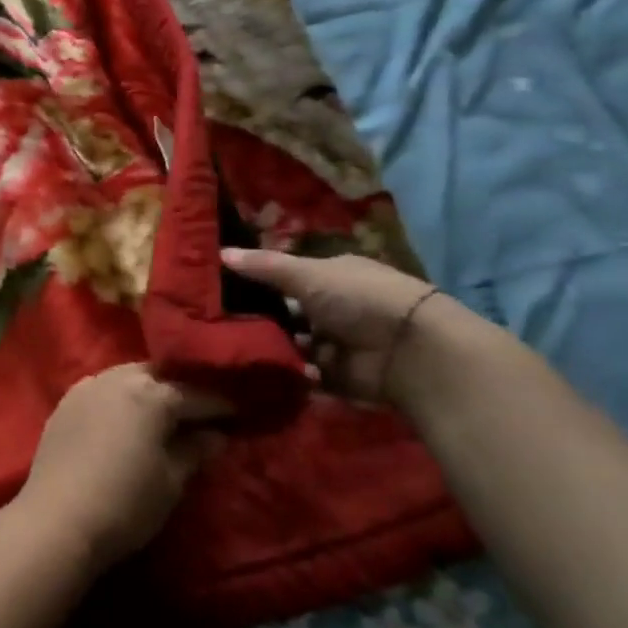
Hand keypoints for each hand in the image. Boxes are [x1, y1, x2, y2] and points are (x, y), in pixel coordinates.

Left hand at [14, 364, 227, 571]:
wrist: (56, 521)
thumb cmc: (125, 504)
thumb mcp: (171, 482)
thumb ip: (194, 450)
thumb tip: (215, 435)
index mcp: (151, 394)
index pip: (196, 393)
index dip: (221, 404)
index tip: (240, 412)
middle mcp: (118, 378)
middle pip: (159, 375)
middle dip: (182, 387)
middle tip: (202, 409)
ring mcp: (87, 386)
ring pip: (128, 376)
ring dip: (149, 388)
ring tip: (165, 410)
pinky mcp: (65, 403)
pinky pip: (102, 388)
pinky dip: (120, 396)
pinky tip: (126, 415)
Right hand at [221, 248, 440, 402]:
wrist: (408, 350)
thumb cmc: (357, 298)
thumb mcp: (306, 275)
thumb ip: (264, 267)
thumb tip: (220, 252)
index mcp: (330, 275)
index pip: (287, 277)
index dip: (257, 282)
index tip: (222, 290)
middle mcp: (333, 307)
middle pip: (286, 312)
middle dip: (259, 318)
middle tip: (218, 323)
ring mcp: (335, 342)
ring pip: (291, 343)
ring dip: (271, 346)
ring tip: (232, 347)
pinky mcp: (336, 376)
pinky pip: (302, 373)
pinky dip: (288, 372)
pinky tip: (262, 369)